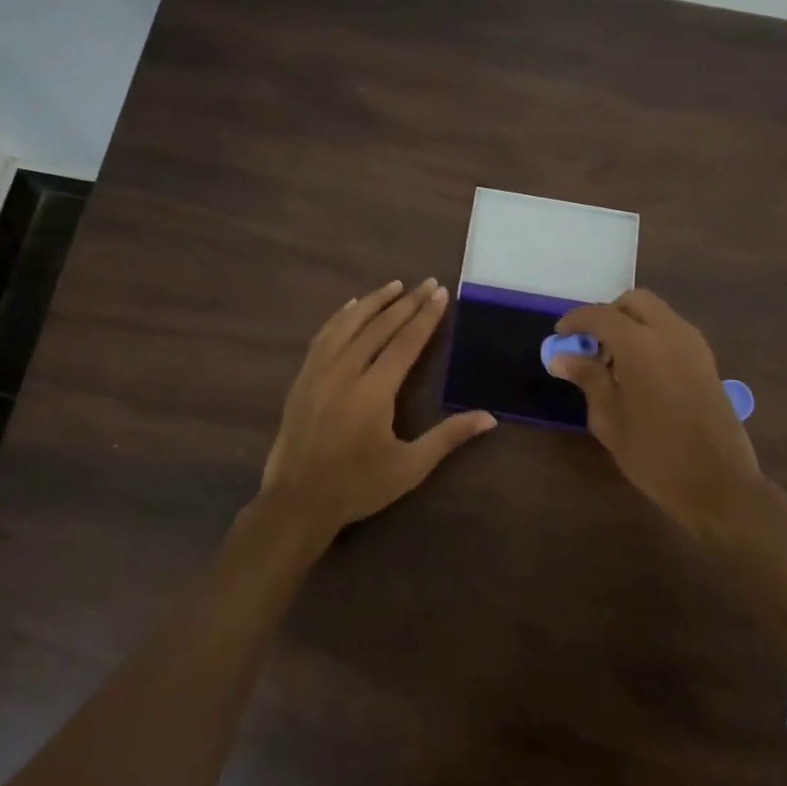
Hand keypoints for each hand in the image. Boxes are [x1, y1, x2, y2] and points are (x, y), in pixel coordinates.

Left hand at [257, 279, 494, 544]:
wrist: (296, 502)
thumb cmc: (358, 486)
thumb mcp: (410, 467)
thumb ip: (448, 437)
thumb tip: (490, 418)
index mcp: (373, 393)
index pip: (404, 343)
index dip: (425, 317)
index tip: (440, 293)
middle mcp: (344, 373)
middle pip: (378, 327)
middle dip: (405, 303)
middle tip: (426, 283)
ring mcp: (318, 373)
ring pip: (347, 325)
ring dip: (372, 302)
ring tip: (394, 285)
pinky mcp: (302, 379)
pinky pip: (322, 337)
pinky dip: (340, 317)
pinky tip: (351, 307)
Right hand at [551, 290, 780, 547]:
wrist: (719, 483)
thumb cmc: (655, 455)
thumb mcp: (609, 419)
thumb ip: (587, 378)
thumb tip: (561, 357)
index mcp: (642, 345)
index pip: (601, 315)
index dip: (576, 321)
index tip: (559, 336)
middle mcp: (671, 333)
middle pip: (634, 302)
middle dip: (608, 316)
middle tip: (590, 346)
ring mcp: (694, 345)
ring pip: (656, 314)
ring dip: (631, 325)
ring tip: (613, 363)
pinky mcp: (707, 360)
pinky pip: (672, 331)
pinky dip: (651, 336)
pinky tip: (639, 373)